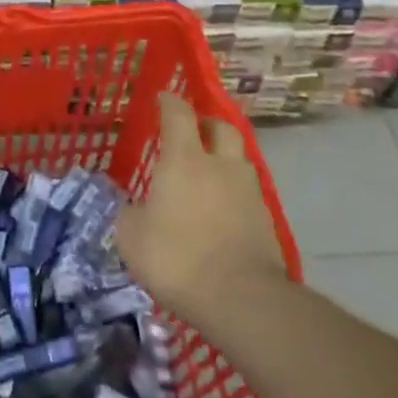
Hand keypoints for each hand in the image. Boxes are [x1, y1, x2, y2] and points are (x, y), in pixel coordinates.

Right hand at [116, 93, 291, 331]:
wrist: (241, 299)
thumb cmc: (177, 257)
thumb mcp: (132, 237)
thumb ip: (131, 214)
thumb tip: (134, 208)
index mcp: (184, 160)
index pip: (179, 114)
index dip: (170, 102)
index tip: (163, 98)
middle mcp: (221, 166)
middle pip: (221, 128)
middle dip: (206, 125)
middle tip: (192, 133)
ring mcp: (249, 193)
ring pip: (238, 161)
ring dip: (223, 160)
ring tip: (207, 177)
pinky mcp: (266, 222)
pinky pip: (247, 195)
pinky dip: (233, 196)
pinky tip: (220, 214)